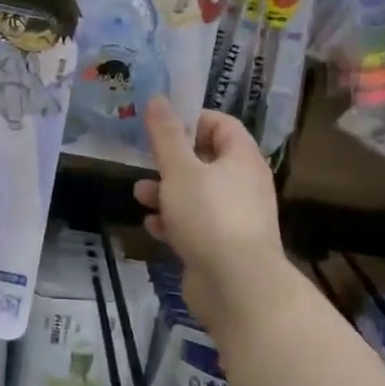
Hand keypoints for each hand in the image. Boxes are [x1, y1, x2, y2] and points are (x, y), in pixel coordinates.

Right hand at [135, 98, 286, 342]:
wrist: (236, 287)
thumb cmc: (209, 216)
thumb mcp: (180, 169)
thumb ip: (166, 135)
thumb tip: (158, 98)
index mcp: (241, 159)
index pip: (222, 124)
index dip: (192, 119)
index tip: (161, 125)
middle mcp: (243, 184)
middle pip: (206, 160)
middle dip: (171, 161)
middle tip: (144, 159)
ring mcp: (234, 217)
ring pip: (196, 194)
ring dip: (166, 193)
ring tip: (141, 196)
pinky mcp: (222, 246)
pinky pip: (195, 224)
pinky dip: (174, 222)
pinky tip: (154, 227)